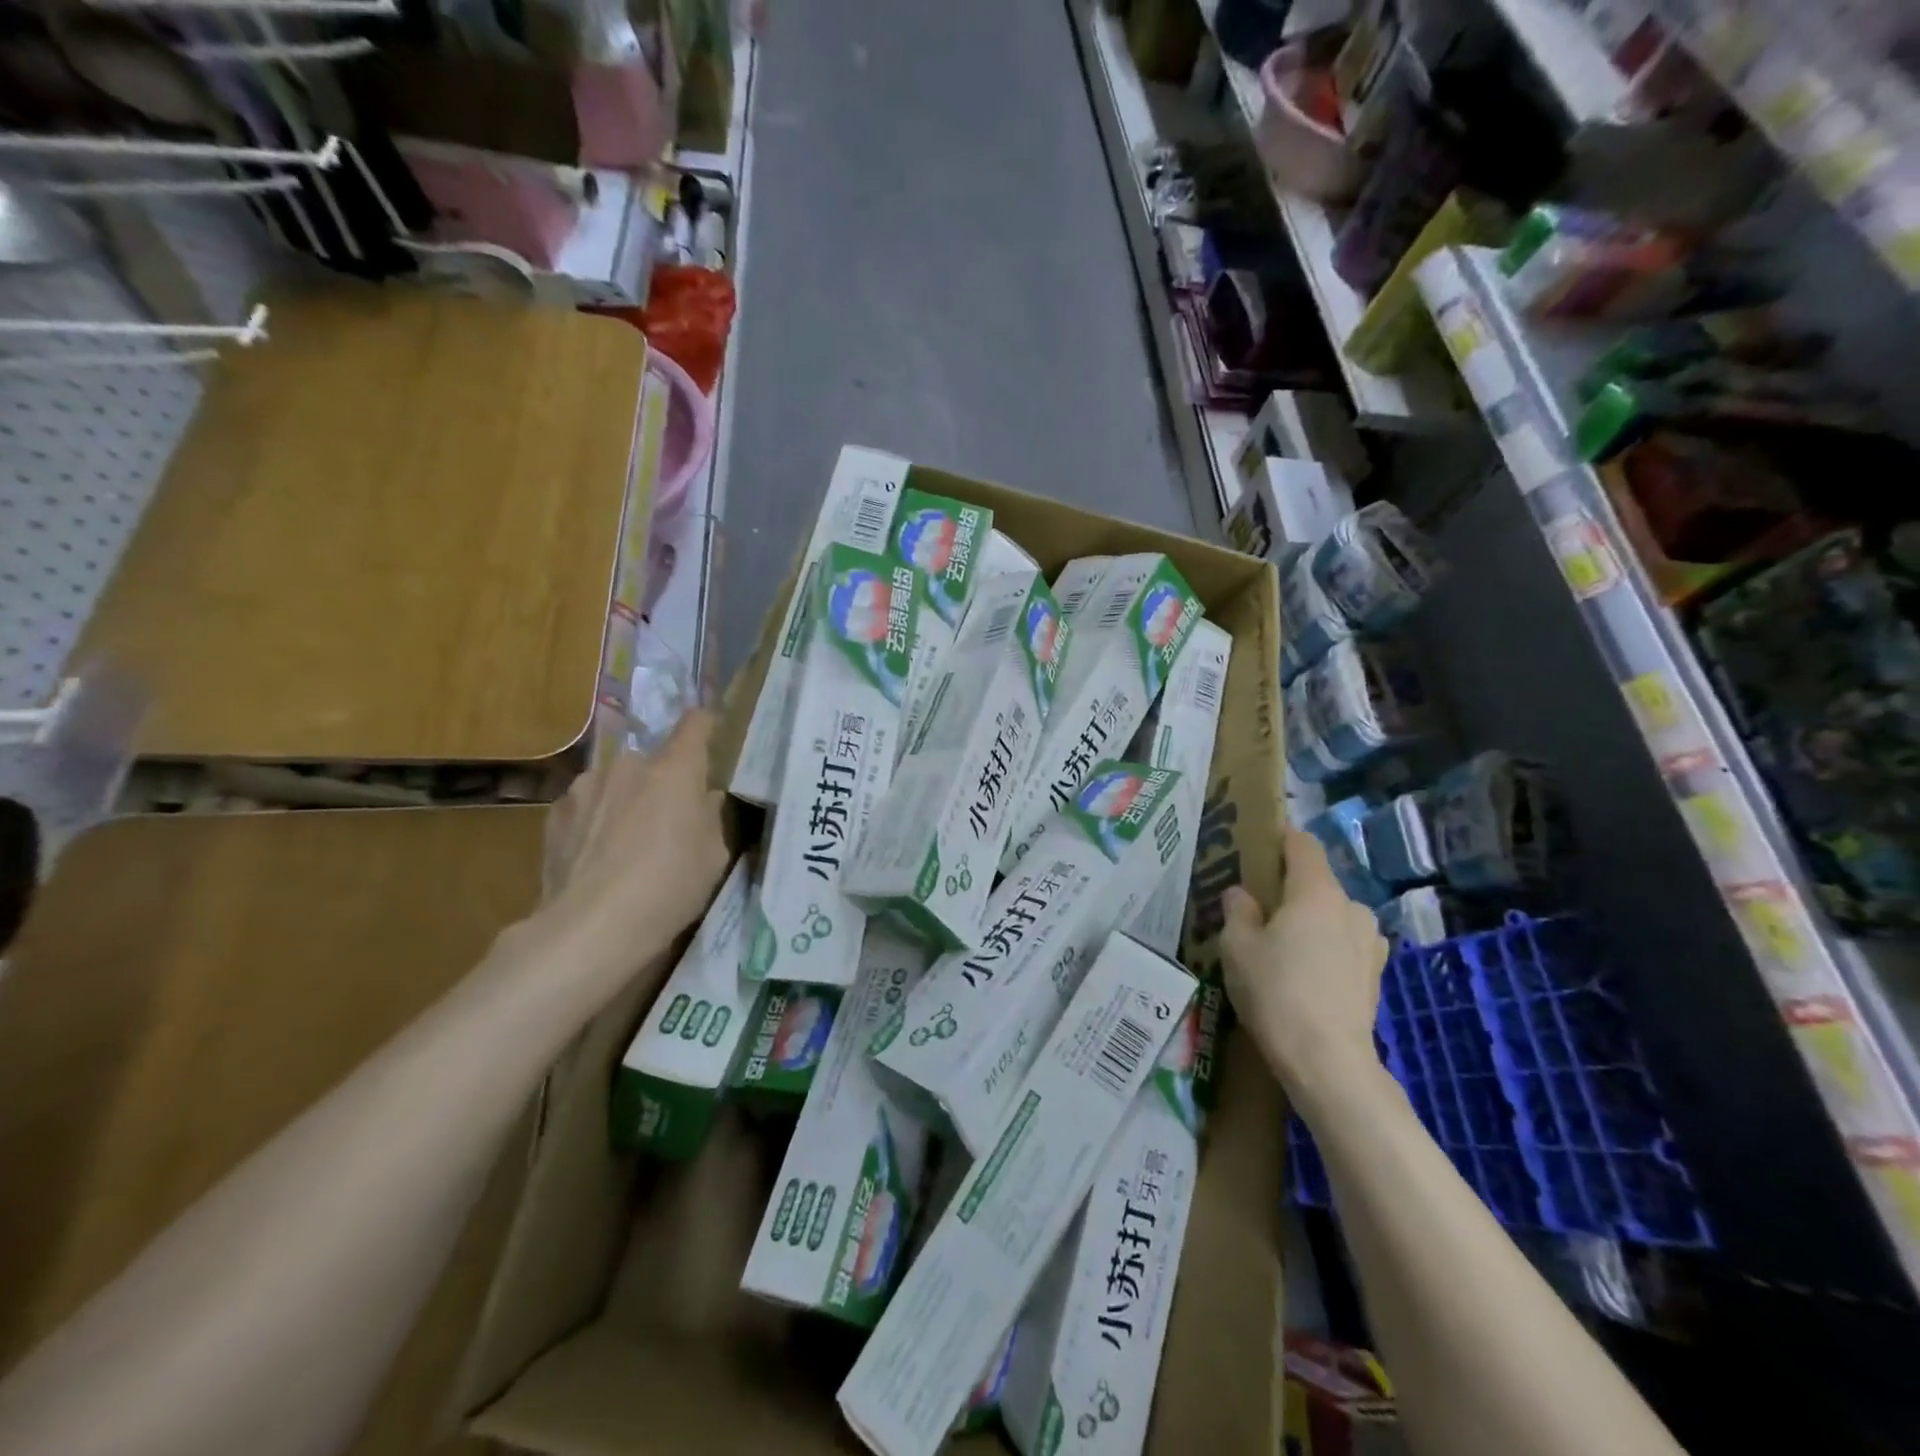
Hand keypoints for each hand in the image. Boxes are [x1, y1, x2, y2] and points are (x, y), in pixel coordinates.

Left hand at [537, 710, 730, 985]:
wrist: (592, 927)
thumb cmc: (670, 886)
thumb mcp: (713, 857)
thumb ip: (710, 818)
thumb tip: (703, 798)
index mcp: (676, 769)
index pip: (695, 724)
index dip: (704, 726)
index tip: (708, 732)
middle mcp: (629, 765)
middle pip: (652, 763)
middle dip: (660, 783)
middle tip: (665, 821)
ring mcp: (587, 786)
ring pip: (616, 783)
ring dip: (624, 801)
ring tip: (624, 845)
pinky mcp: (555, 813)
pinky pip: (586, 807)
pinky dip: (594, 822)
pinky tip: (595, 858)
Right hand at [1221, 826, 1388, 1108]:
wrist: (1329, 1062)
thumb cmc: (1276, 993)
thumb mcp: (1237, 947)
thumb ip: (1238, 911)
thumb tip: (1243, 895)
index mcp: (1317, 892)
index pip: (1303, 844)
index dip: (1280, 840)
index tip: (1257, 850)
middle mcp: (1351, 907)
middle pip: (1317, 883)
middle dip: (1289, 891)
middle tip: (1259, 913)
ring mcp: (1370, 942)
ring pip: (1332, 916)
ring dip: (1310, 923)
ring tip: (1282, 950)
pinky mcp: (1376, 974)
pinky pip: (1344, 945)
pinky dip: (1325, 949)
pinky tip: (1305, 977)